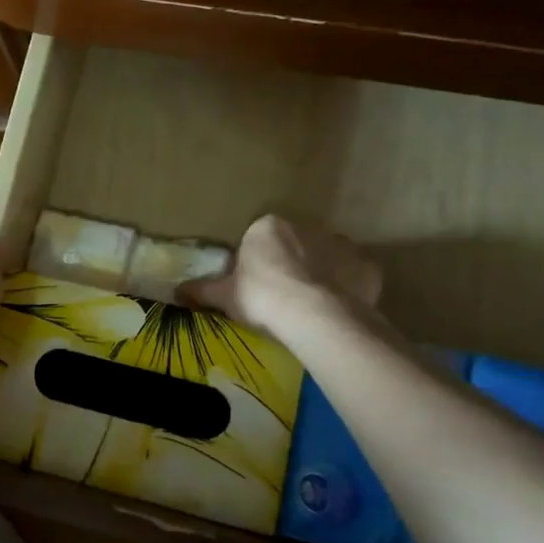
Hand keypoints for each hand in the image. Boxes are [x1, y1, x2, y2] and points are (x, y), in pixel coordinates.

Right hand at [181, 214, 382, 340]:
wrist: (314, 316)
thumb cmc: (261, 297)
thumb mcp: (225, 296)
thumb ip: (202, 290)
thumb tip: (176, 291)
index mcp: (268, 227)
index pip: (260, 238)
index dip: (258, 262)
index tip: (256, 285)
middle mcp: (307, 226)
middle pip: (296, 244)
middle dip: (291, 264)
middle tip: (282, 296)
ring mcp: (342, 244)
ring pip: (327, 257)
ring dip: (321, 274)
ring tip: (311, 305)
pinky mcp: (367, 266)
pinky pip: (354, 275)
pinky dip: (348, 288)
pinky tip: (338, 309)